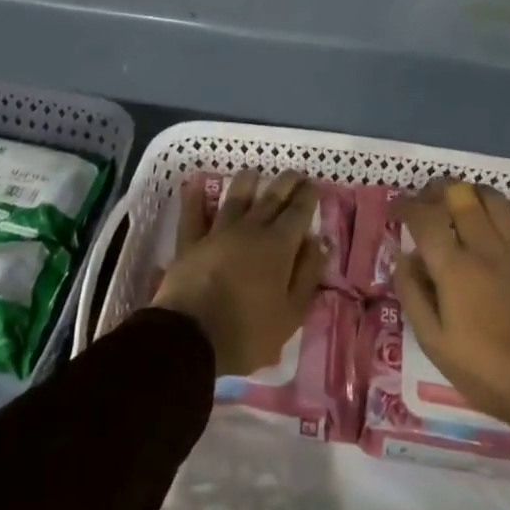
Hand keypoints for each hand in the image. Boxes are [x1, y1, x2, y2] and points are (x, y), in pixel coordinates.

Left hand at [152, 170, 326, 377]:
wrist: (192, 337)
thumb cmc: (248, 332)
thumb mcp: (291, 313)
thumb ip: (307, 274)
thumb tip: (319, 241)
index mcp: (278, 246)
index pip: (298, 212)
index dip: (308, 196)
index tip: (314, 184)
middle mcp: (250, 229)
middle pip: (271, 198)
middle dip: (286, 183)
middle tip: (294, 173)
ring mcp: (218, 232)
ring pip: (235, 198)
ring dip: (246, 182)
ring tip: (254, 171)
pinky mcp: (190, 242)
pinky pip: (192, 215)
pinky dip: (193, 198)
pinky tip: (194, 184)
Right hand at [393, 178, 509, 432]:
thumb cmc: (485, 370)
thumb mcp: (434, 343)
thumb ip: (413, 294)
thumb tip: (402, 257)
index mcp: (453, 268)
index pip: (424, 218)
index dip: (405, 206)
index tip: (395, 210)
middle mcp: (484, 249)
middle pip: (460, 196)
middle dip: (438, 189)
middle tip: (427, 200)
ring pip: (495, 200)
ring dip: (475, 192)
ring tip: (464, 201)